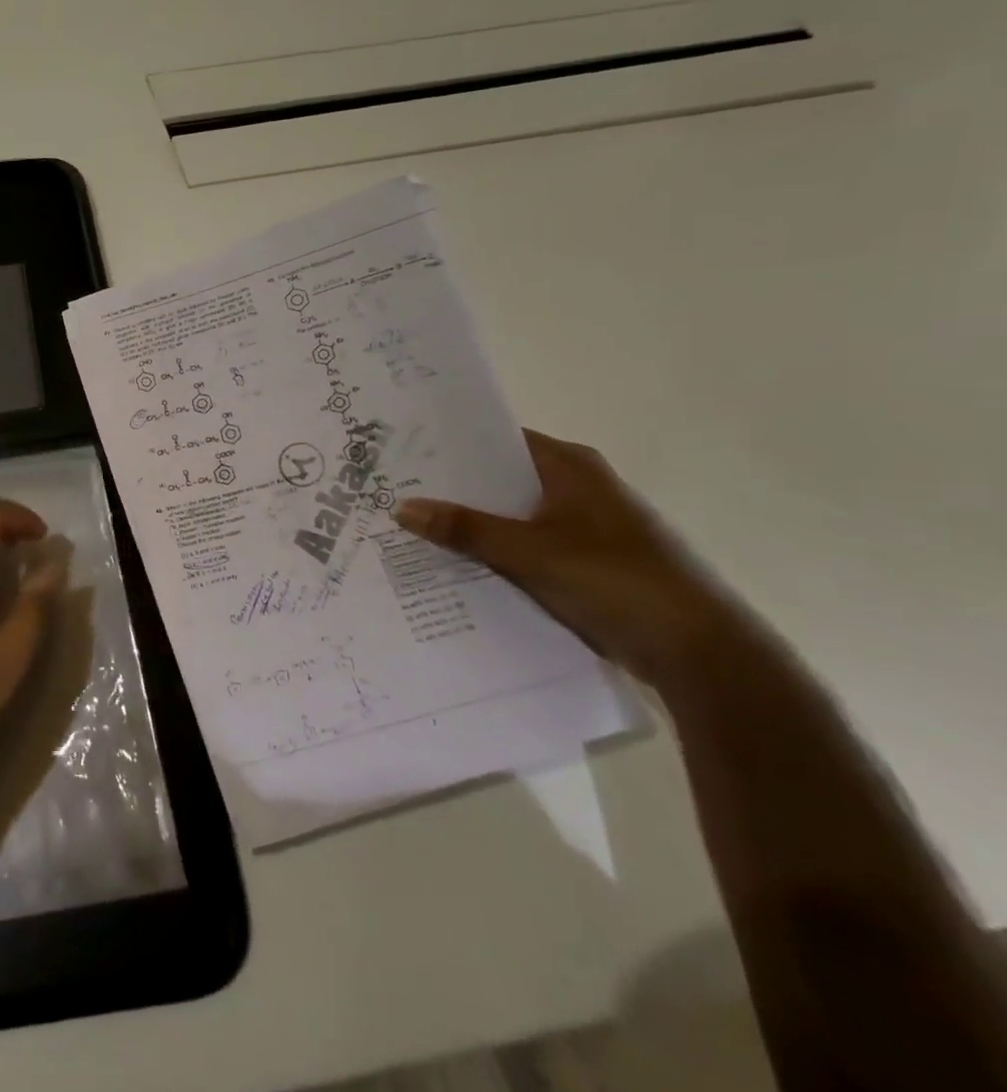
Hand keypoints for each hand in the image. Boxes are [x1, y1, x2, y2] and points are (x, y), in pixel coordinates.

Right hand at [393, 430, 750, 690]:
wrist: (698, 652)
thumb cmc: (615, 580)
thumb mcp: (529, 552)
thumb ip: (464, 529)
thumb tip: (401, 507)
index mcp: (569, 466)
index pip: (496, 439)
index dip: (449, 443)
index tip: (400, 450)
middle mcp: (575, 487)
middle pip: (499, 479)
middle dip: (451, 488)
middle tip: (392, 489)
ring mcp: (581, 526)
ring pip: (509, 516)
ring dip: (469, 524)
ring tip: (409, 526)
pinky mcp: (583, 562)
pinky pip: (523, 547)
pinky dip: (492, 552)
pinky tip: (451, 564)